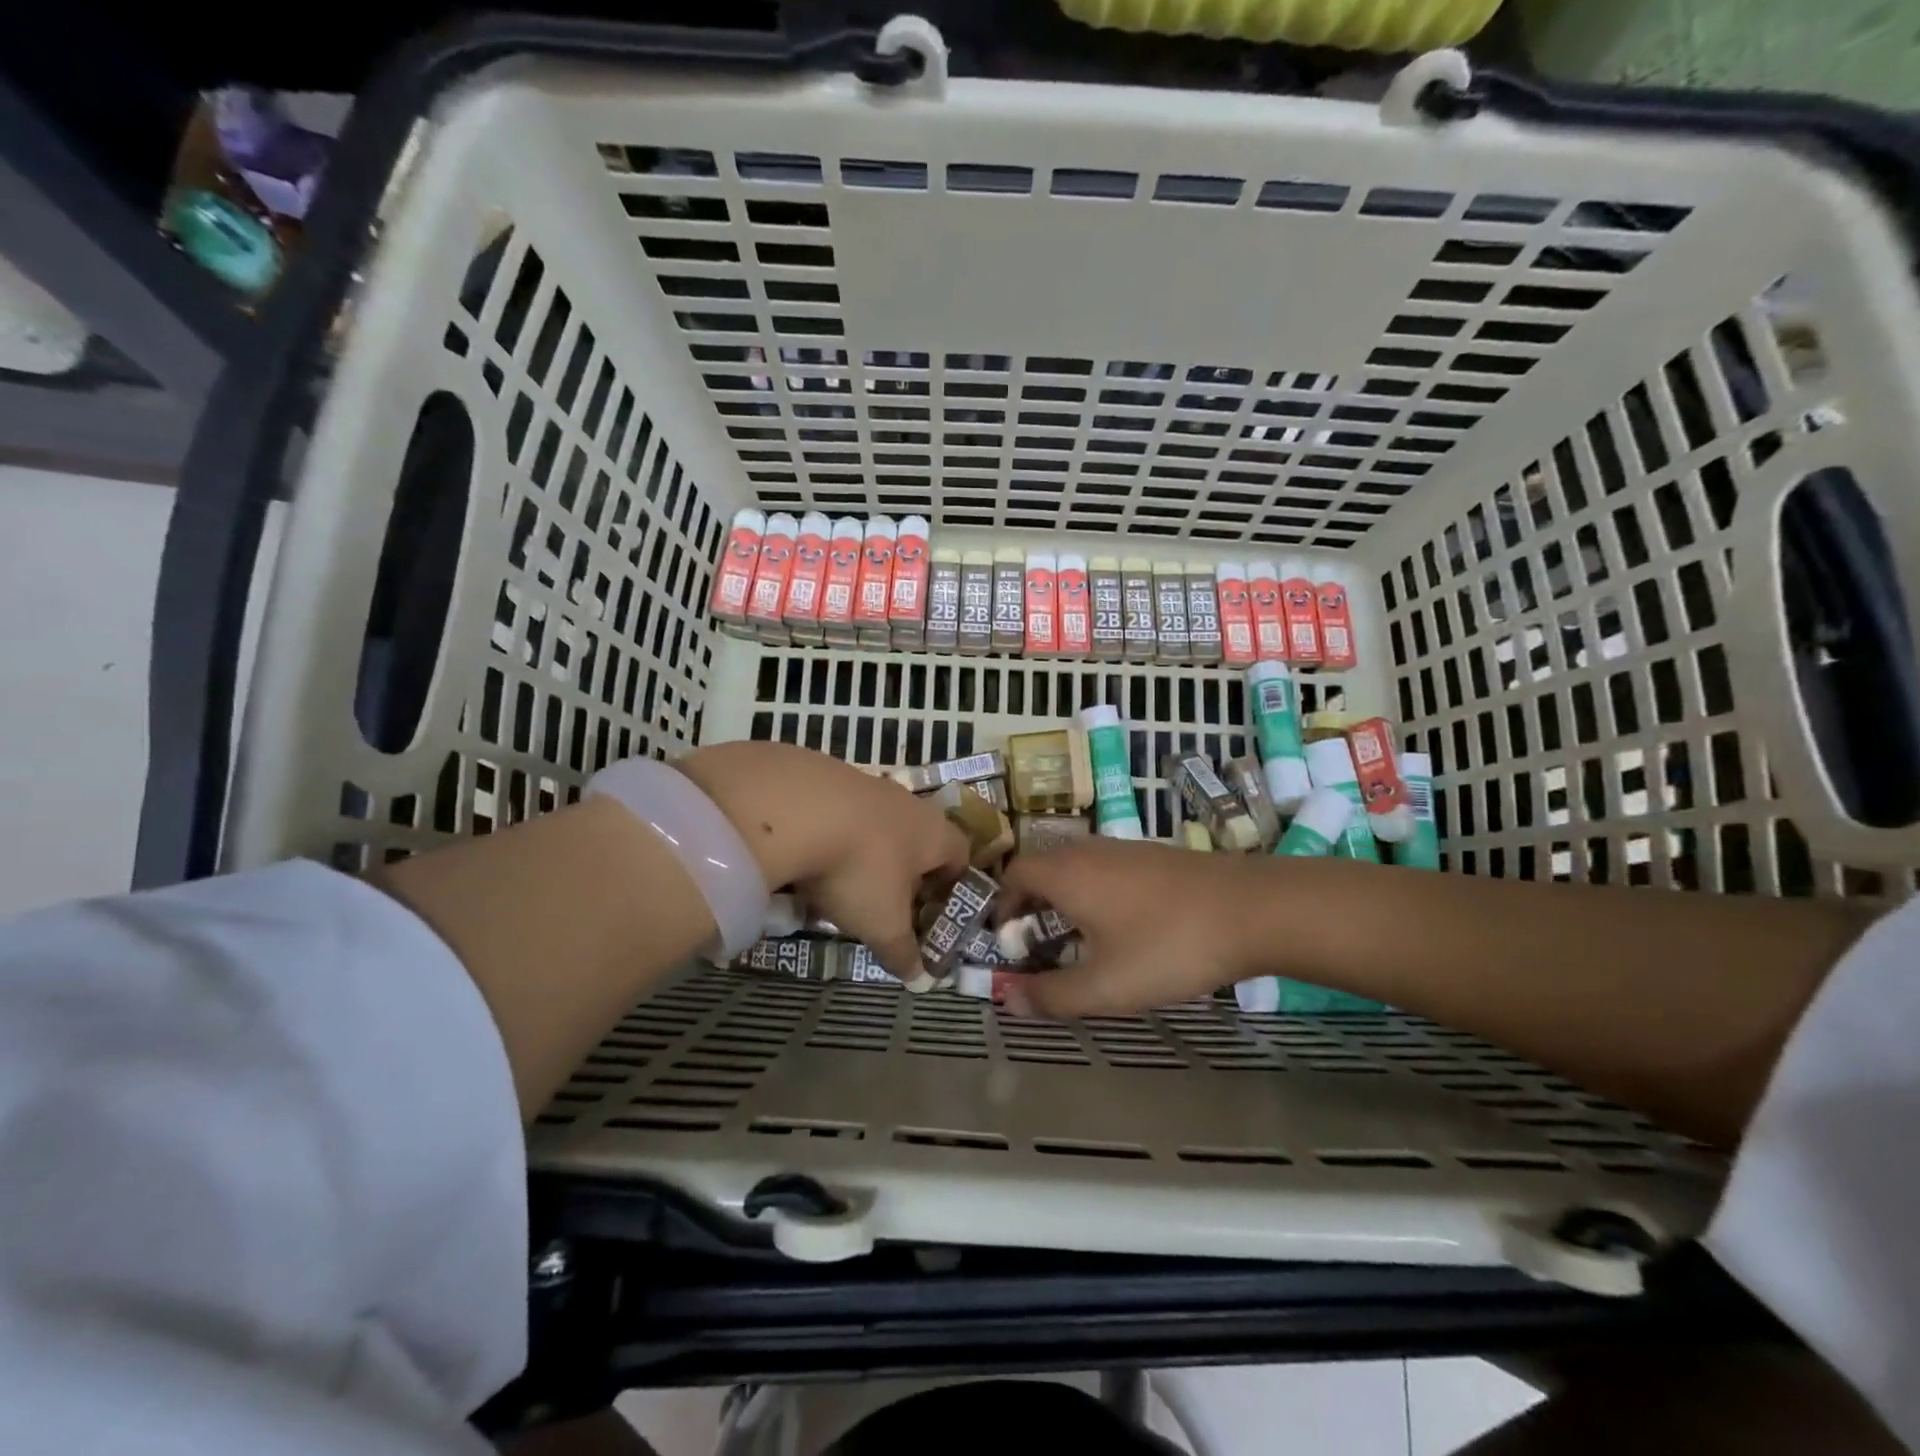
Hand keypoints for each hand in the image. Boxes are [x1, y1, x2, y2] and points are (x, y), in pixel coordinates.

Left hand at [679, 742, 967, 984]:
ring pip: (876, 824)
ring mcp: (866, 785)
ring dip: (865, 851)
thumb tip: (919, 978)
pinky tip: (807, 858)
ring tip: (841, 883)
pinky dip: (830, 835)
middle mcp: (908, 803)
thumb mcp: (883, 924)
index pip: (960, 855)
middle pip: (918, 838)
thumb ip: (902, 951)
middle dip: (905, 871)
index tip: (933, 910)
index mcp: (934, 833)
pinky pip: (838, 812)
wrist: (796, 806)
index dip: (951, 885)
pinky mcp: (825, 776)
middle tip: (887, 903)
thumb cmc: (860, 869)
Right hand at [997, 838, 1270, 1017]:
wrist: (1250, 909)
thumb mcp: (1105, 986)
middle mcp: (1087, 851)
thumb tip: (1008, 1000)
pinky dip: (1094, 892)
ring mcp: (1123, 848)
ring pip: (1075, 868)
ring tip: (1076, 940)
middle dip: (1030, 905)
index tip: (1007, 942)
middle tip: (1036, 945)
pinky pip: (1104, 869)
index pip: (1013, 875)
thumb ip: (1051, 995)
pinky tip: (1121, 926)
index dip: (1001, 907)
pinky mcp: (1152, 855)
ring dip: (1063, 899)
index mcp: (1065, 873)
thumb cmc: (1167, 946)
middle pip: (1042, 868)